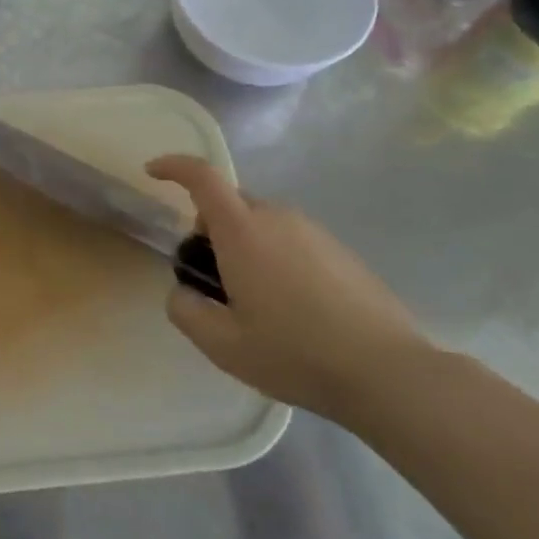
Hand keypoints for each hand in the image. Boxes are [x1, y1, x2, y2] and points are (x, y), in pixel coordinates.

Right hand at [146, 154, 431, 415]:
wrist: (386, 372)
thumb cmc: (294, 353)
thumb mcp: (222, 345)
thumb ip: (185, 310)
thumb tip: (182, 291)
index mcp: (243, 232)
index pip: (202, 177)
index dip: (173, 167)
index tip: (152, 173)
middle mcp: (278, 218)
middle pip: (231, 204)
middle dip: (210, 228)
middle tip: (213, 279)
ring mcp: (315, 232)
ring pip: (263, 223)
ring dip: (245, 245)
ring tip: (255, 302)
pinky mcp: (341, 251)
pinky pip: (292, 240)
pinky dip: (276, 258)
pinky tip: (292, 308)